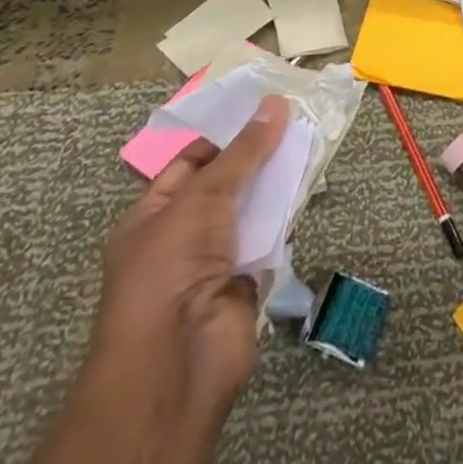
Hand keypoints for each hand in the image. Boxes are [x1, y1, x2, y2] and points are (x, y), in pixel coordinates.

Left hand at [92, 96, 289, 406]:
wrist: (178, 361)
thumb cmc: (171, 267)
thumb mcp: (204, 195)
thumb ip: (244, 152)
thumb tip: (275, 103)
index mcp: (151, 215)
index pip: (190, 163)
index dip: (225, 136)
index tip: (265, 109)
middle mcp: (179, 237)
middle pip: (225, 185)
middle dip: (257, 157)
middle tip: (298, 121)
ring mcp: (212, 263)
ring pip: (249, 211)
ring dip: (275, 185)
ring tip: (311, 145)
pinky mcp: (243, 283)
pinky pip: (267, 240)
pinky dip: (285, 219)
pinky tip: (308, 190)